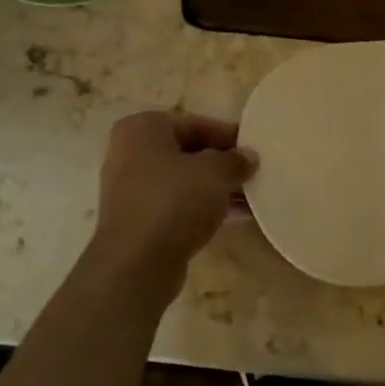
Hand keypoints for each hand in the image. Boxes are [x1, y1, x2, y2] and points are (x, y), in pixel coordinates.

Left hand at [88, 111, 256, 279]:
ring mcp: (130, 188)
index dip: (228, 135)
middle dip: (221, 163)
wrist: (137, 262)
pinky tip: (234, 218)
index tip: (254, 148)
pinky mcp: (137, 219)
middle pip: (187, 151)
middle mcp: (130, 152)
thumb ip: (235, 160)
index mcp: (143, 128)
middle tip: (253, 173)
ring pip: (182, 181)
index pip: (194, 123)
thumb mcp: (215, 173)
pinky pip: (176, 204)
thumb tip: (248, 157)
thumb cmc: (174, 201)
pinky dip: (202, 207)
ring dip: (215, 188)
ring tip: (251, 197)